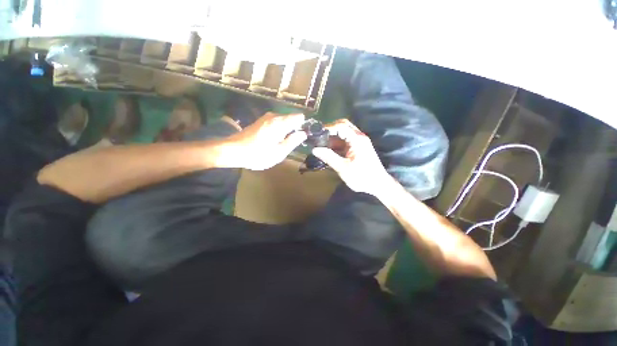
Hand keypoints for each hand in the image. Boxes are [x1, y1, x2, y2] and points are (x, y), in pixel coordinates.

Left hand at [223, 112, 307, 169]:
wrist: (233, 150)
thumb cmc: (257, 154)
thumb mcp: (279, 152)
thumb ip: (293, 141)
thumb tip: (303, 133)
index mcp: (280, 123)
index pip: (299, 117)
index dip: (303, 126)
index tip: (302, 137)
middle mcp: (274, 116)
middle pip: (292, 119)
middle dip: (295, 130)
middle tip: (291, 145)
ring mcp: (266, 118)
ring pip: (284, 122)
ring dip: (287, 132)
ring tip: (282, 145)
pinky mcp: (261, 121)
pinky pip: (276, 123)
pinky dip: (279, 131)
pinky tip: (274, 142)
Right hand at [312, 119, 390, 195]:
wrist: (378, 184)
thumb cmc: (362, 177)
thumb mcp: (343, 168)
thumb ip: (329, 157)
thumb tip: (315, 149)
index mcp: (357, 139)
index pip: (341, 126)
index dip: (328, 128)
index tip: (316, 134)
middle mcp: (359, 137)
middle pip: (343, 126)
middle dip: (330, 130)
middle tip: (318, 137)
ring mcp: (359, 142)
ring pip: (343, 134)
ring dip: (332, 138)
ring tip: (320, 145)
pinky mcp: (357, 148)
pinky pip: (345, 141)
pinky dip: (336, 144)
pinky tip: (328, 151)